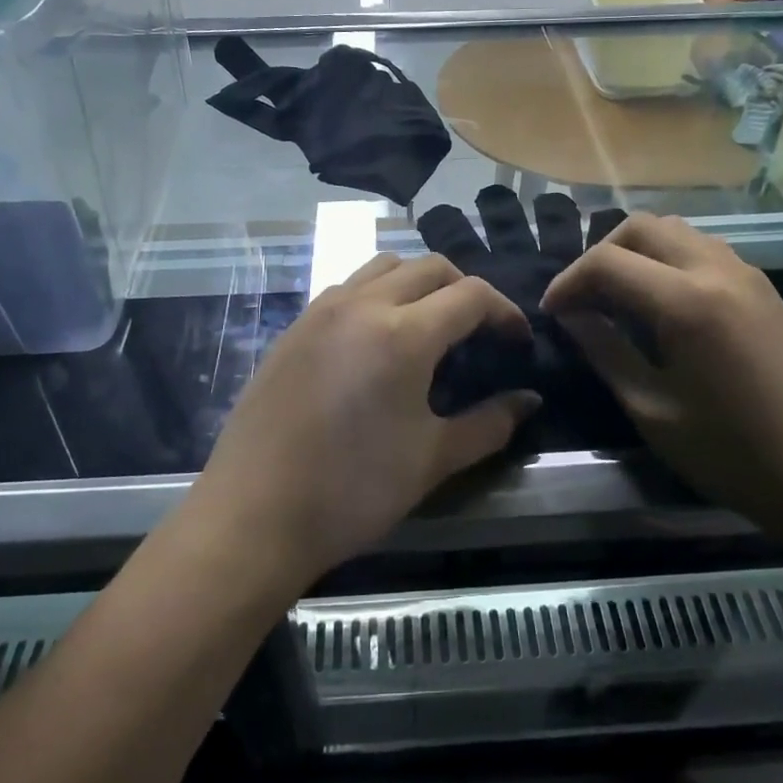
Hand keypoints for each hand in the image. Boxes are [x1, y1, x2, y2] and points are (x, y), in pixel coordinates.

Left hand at [190, 254, 540, 588]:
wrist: (253, 515)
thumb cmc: (352, 491)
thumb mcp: (432, 459)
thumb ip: (489, 423)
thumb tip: (529, 400)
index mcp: (403, 333)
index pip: (470, 294)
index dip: (504, 311)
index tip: (518, 341)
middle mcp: (362, 305)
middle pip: (428, 267)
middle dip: (464, 289)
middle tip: (479, 331)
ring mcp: (321, 311)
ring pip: (383, 267)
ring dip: (418, 283)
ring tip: (429, 325)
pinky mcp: (294, 327)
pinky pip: (347, 288)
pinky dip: (377, 295)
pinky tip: (377, 341)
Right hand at [542, 215, 782, 537]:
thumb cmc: (734, 455)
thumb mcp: (653, 410)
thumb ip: (605, 351)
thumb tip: (571, 315)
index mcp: (686, 302)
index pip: (607, 262)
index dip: (569, 282)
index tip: (552, 313)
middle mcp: (717, 270)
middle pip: (641, 227)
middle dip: (600, 254)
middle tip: (583, 299)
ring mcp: (746, 273)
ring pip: (675, 231)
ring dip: (637, 251)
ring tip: (618, 297)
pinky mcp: (764, 287)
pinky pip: (703, 249)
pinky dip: (669, 259)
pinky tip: (661, 303)